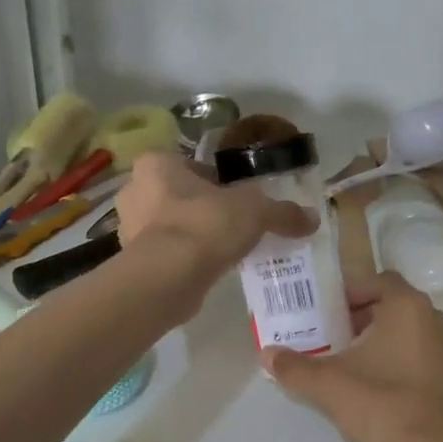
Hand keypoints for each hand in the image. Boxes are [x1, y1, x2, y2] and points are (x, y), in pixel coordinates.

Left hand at [115, 151, 316, 286]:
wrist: (168, 277)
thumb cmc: (205, 225)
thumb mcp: (255, 210)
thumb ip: (282, 212)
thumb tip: (313, 218)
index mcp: (157, 164)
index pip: (193, 165)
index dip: (219, 181)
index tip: (240, 199)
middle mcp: (135, 190)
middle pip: (180, 195)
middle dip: (205, 208)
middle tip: (235, 224)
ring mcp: (130, 228)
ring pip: (171, 225)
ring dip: (194, 234)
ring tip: (225, 249)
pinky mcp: (133, 262)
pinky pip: (166, 253)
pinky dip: (185, 258)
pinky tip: (209, 269)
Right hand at [261, 272, 442, 441]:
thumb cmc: (384, 405)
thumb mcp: (330, 384)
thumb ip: (295, 367)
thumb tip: (266, 354)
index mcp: (406, 305)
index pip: (370, 280)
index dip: (341, 293)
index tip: (315, 310)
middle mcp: (429, 317)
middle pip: (382, 303)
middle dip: (349, 316)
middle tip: (318, 332)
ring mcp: (440, 346)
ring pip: (395, 329)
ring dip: (366, 338)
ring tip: (332, 357)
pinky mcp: (442, 373)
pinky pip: (407, 350)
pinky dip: (383, 356)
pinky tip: (358, 380)